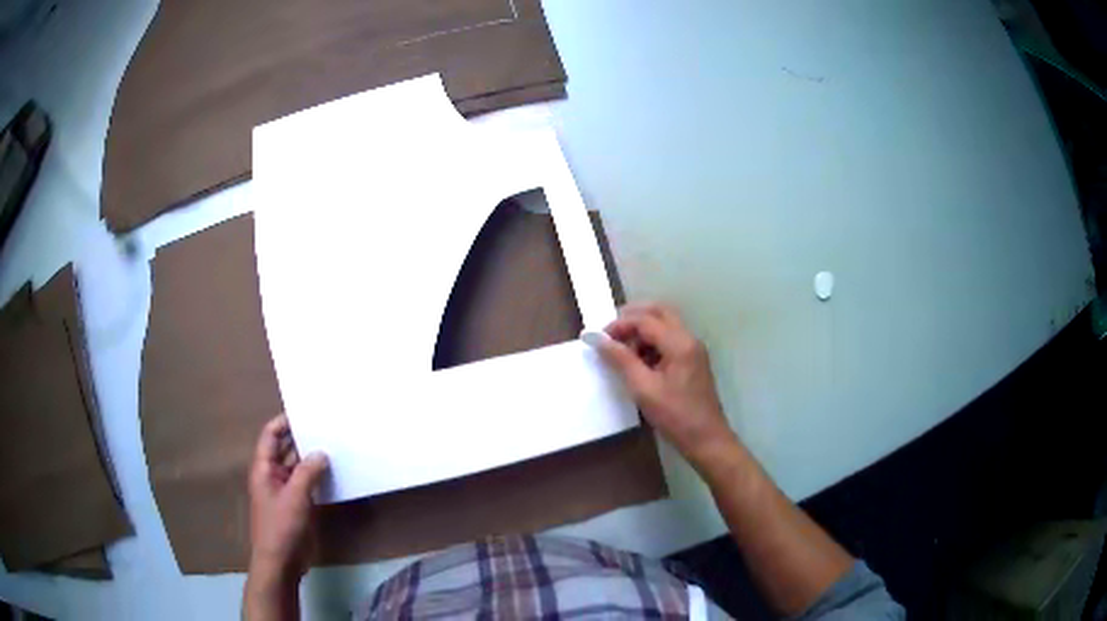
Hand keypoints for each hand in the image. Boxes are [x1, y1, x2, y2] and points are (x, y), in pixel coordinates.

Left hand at [247, 414, 328, 580]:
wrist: (281, 562)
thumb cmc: (281, 526)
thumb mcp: (295, 497)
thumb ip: (307, 472)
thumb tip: (320, 453)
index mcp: (264, 469)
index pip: (270, 436)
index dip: (283, 423)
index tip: (305, 414)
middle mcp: (273, 476)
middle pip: (285, 450)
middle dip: (302, 440)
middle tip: (326, 428)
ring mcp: (286, 492)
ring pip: (298, 468)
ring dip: (313, 460)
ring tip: (335, 447)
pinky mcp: (298, 506)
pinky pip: (308, 485)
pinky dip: (319, 478)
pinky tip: (335, 474)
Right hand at [598, 303, 736, 466]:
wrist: (706, 439)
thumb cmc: (675, 416)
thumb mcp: (643, 389)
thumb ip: (621, 360)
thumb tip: (600, 340)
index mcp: (680, 344)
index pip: (645, 320)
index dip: (619, 325)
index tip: (599, 338)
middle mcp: (689, 339)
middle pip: (659, 313)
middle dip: (633, 319)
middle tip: (610, 334)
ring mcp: (693, 349)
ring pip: (665, 325)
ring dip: (642, 331)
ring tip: (623, 352)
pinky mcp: (692, 361)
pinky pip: (670, 340)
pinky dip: (652, 343)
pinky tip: (639, 362)